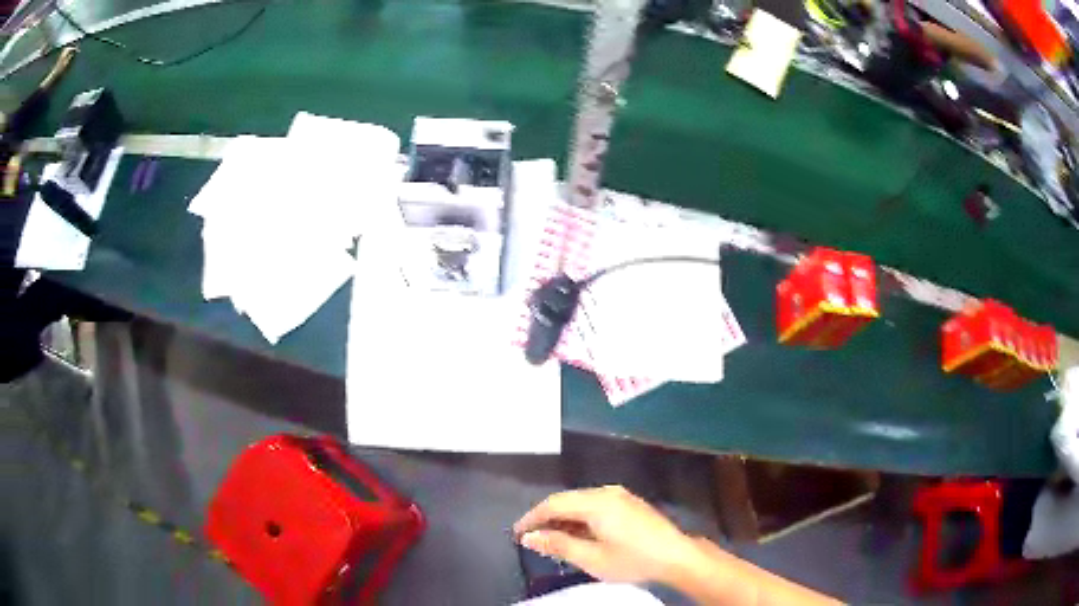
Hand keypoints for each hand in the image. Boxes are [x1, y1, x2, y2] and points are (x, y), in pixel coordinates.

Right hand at [513, 485, 698, 584]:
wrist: (677, 556)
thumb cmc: (633, 560)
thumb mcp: (592, 558)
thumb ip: (558, 545)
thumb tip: (529, 537)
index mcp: (596, 502)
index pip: (553, 504)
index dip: (532, 517)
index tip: (516, 533)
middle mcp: (607, 492)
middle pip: (566, 499)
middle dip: (545, 517)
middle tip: (530, 537)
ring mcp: (620, 495)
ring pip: (580, 501)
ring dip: (563, 517)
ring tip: (550, 538)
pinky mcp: (629, 503)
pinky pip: (595, 504)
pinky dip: (579, 517)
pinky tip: (577, 533)